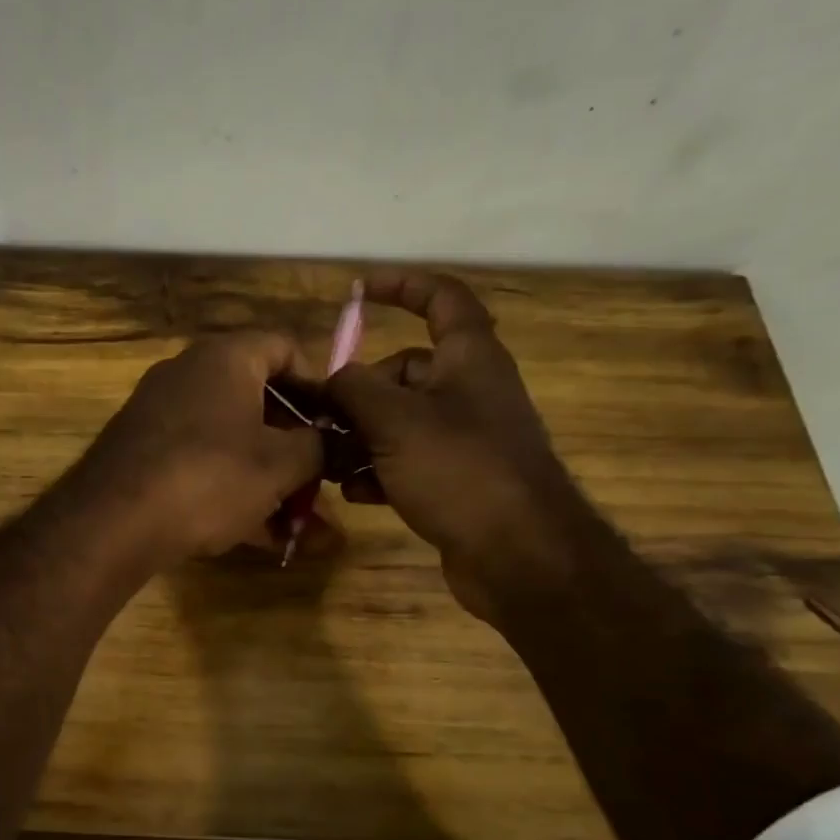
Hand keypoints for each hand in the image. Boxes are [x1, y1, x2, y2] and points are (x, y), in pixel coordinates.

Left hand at [80, 331, 322, 567]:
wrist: (114, 522)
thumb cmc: (210, 477)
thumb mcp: (280, 465)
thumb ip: (317, 448)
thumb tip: (329, 442)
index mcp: (225, 358)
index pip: (284, 348)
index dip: (318, 384)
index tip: (334, 424)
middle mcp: (188, 375)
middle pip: (258, 402)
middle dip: (295, 449)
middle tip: (320, 483)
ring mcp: (161, 416)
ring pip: (231, 443)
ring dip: (269, 482)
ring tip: (301, 527)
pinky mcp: (143, 456)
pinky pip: (201, 466)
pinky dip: (233, 494)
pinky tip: (262, 538)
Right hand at [326, 275, 587, 619]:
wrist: (518, 554)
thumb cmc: (460, 470)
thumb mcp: (395, 420)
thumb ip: (355, 389)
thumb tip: (333, 379)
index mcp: (468, 358)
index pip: (440, 298)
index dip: (402, 286)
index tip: (358, 291)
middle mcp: (470, 391)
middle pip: (405, 371)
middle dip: (359, 391)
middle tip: (322, 418)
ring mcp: (465, 438)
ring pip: (400, 421)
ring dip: (361, 438)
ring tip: (328, 462)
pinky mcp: (457, 479)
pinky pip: (408, 461)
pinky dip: (379, 471)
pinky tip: (355, 493)